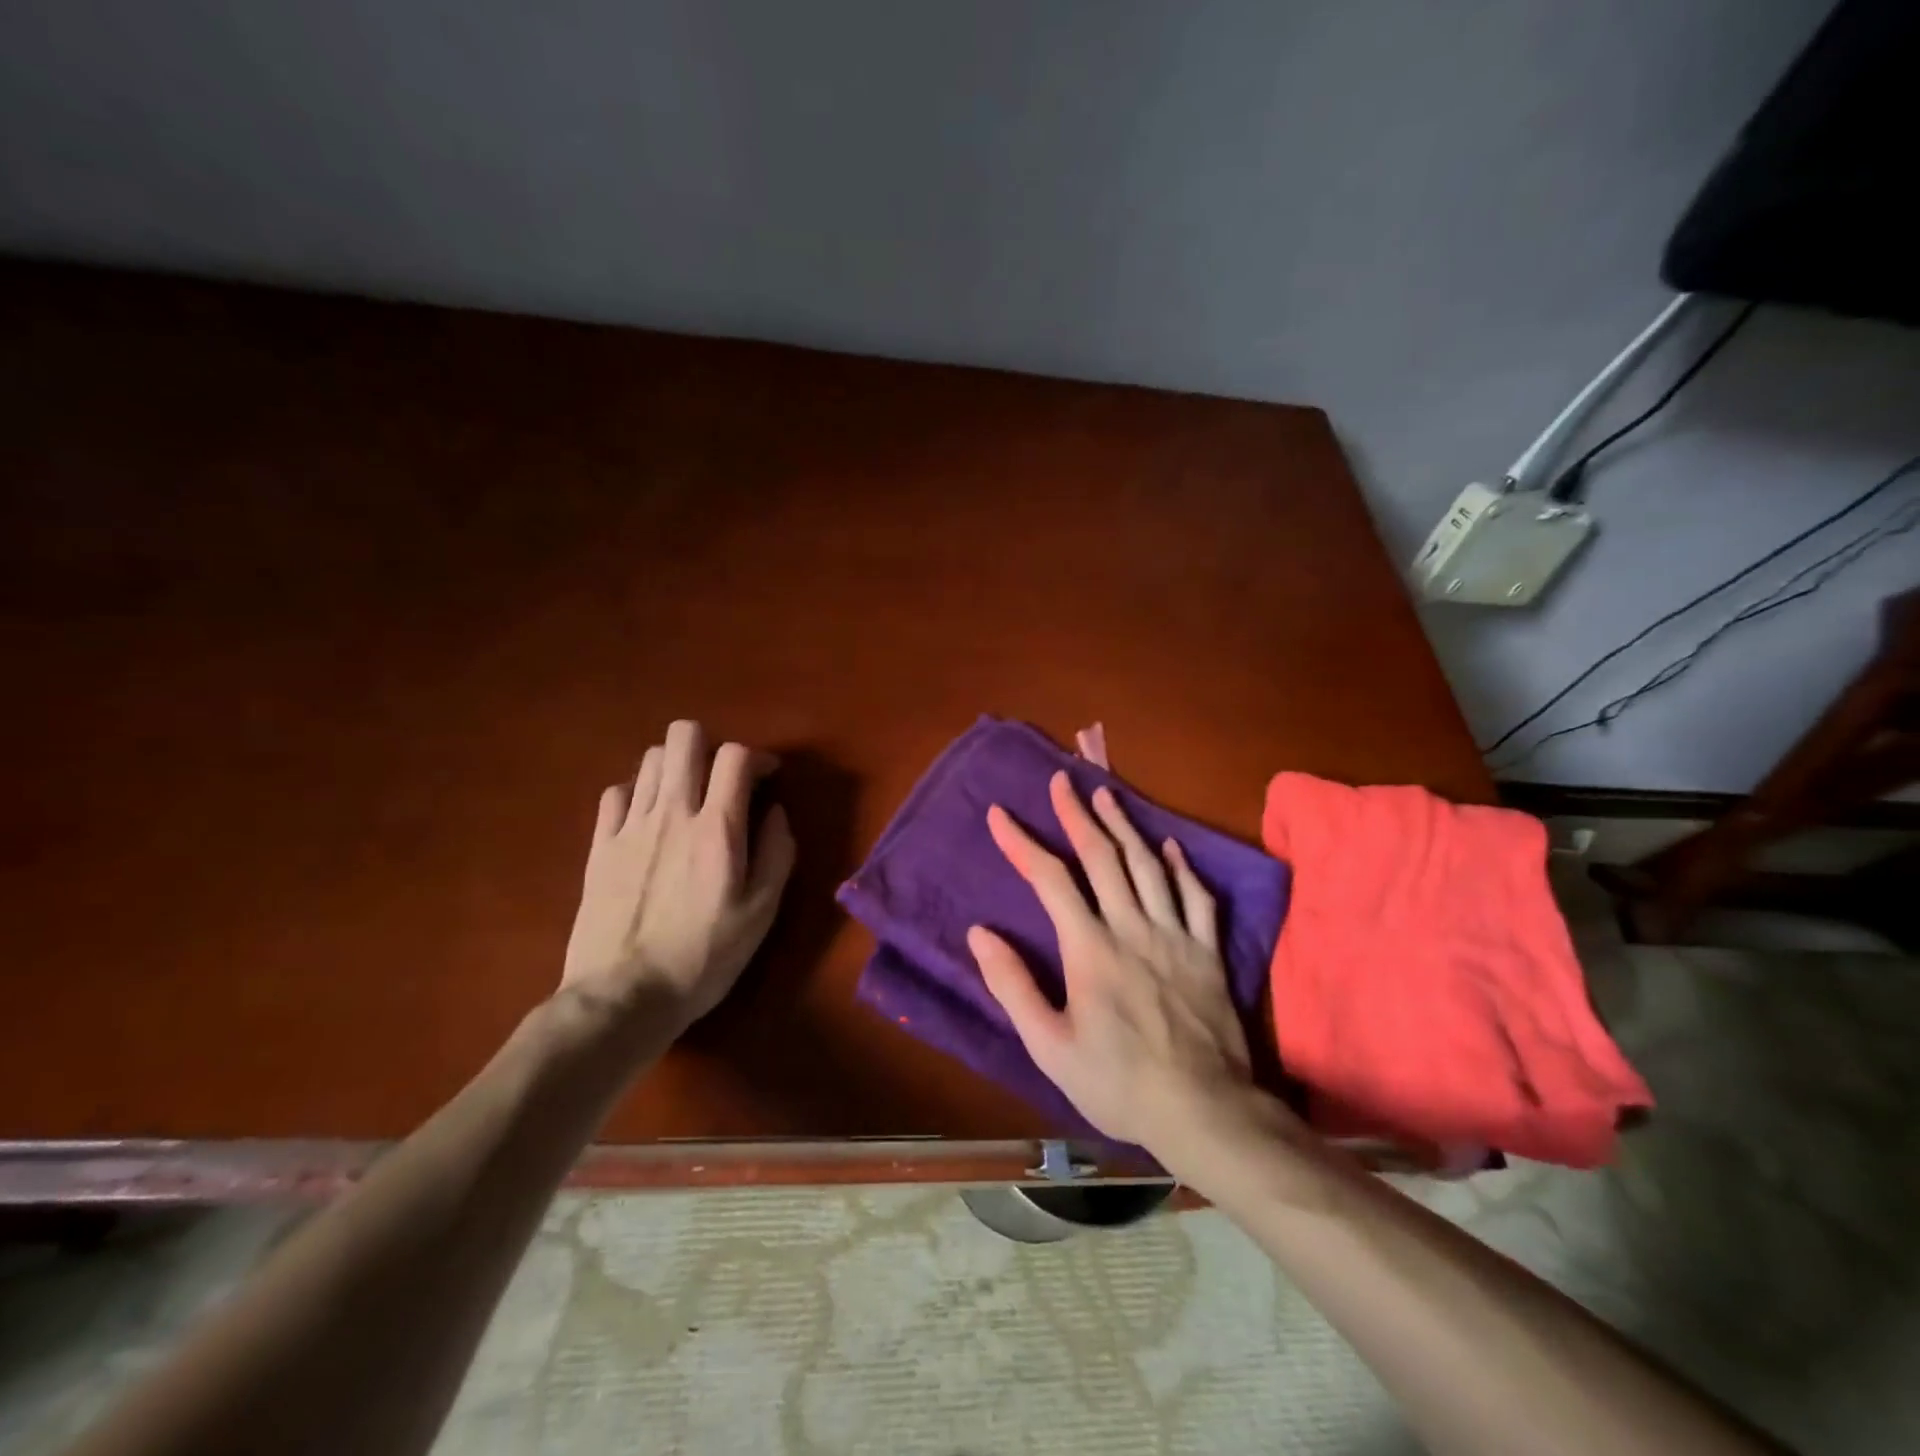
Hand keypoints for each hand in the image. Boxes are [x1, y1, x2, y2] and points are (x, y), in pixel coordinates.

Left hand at [563, 720, 795, 1029]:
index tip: (767, 778)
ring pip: (650, 759)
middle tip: (721, 778)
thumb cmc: (704, 957)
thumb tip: (775, 813)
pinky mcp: (599, 845)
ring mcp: (630, 826)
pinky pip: (617, 791)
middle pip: (684, 738)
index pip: (735, 756)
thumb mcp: (762, 913)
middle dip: (709, 745)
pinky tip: (648, 816)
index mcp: (717, 828)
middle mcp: (672, 812)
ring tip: (687, 796)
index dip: (757, 757)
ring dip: (676, 766)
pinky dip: (638, 791)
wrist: (623, 996)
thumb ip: (777, 854)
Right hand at [968, 771, 1252, 1150]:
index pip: (1050, 880)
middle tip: (1061, 780)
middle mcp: (1132, 927)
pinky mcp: (1208, 951)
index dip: (1022, 843)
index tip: (1000, 814)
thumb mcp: (1049, 1046)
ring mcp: (1176, 936)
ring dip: (1124, 825)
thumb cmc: (1117, 1082)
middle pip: (1102, 857)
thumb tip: (979, 933)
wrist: (1203, 1110)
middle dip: (1077, 814)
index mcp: (1090, 949)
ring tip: (1106, 794)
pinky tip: (1171, 846)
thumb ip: (1012, 985)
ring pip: (1148, 865)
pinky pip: (1198, 897)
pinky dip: (1182, 866)